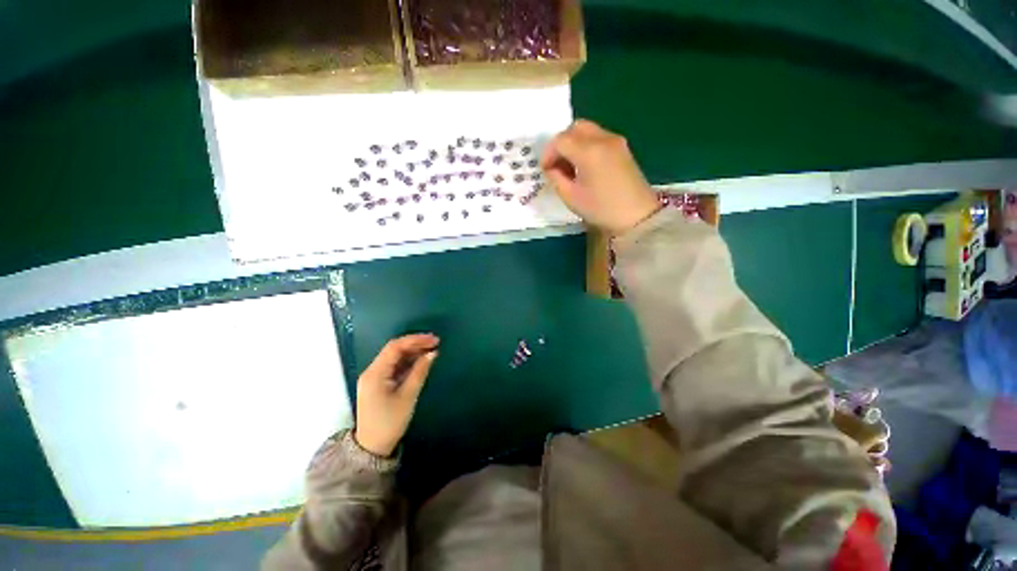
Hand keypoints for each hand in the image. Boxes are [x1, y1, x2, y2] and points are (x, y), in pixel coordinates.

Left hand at [354, 334, 439, 456]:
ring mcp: (374, 377)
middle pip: (394, 350)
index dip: (415, 340)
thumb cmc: (390, 423)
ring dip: (413, 352)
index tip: (433, 340)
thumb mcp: (408, 396)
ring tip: (431, 350)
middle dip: (415, 344)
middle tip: (435, 343)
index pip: (395, 347)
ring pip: (394, 357)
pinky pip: (394, 366)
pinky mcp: (378, 383)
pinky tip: (421, 361)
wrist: (372, 448)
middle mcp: (371, 371)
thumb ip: (420, 372)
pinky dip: (408, 362)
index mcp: (375, 374)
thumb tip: (432, 353)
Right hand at [541, 120, 660, 234]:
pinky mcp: (623, 148)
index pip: (560, 140)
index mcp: (588, 151)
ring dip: (574, 144)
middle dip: (561, 143)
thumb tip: (552, 168)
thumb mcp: (571, 197)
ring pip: (587, 131)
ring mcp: (615, 141)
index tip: (545, 170)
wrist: (637, 216)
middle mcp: (603, 139)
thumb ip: (556, 178)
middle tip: (556, 164)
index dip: (548, 154)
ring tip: (570, 167)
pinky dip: (586, 146)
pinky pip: (599, 138)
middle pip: (575, 128)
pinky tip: (585, 167)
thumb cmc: (601, 209)